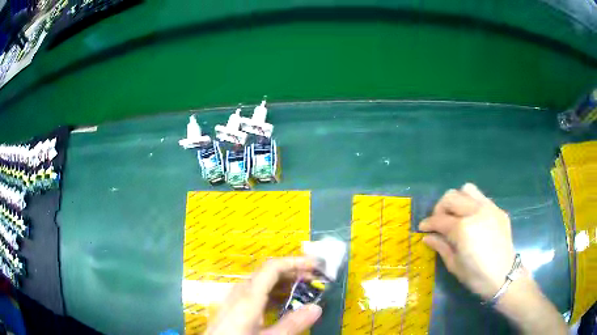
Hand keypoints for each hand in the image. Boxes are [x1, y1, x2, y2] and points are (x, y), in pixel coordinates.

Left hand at [205, 257, 322, 334]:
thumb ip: (292, 324)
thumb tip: (316, 308)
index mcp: (249, 295)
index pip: (272, 267)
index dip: (295, 262)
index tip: (315, 265)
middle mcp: (240, 292)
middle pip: (268, 273)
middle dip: (292, 273)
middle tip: (313, 279)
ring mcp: (235, 299)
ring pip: (262, 283)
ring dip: (284, 284)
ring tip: (303, 291)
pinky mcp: (233, 307)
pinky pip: (255, 293)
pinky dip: (273, 294)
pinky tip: (282, 305)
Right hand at [419, 183, 515, 299]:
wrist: (504, 276)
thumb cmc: (476, 277)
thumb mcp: (454, 266)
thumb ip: (441, 247)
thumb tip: (427, 237)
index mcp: (463, 229)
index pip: (439, 219)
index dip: (428, 223)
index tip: (422, 228)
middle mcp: (475, 212)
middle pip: (451, 197)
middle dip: (439, 208)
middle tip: (438, 222)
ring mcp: (489, 208)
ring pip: (467, 189)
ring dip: (457, 200)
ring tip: (455, 215)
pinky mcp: (498, 210)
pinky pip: (481, 198)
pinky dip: (472, 204)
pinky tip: (472, 219)